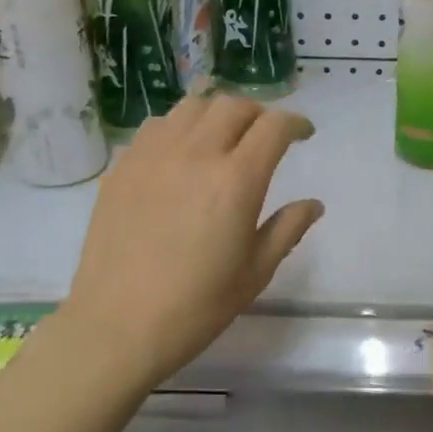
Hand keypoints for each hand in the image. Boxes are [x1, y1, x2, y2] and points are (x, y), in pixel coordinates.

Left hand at [57, 92, 322, 391]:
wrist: (118, 325)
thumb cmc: (197, 306)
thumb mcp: (256, 272)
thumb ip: (288, 229)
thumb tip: (313, 204)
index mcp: (237, 180)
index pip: (274, 126)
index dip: (295, 123)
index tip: (304, 134)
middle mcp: (196, 154)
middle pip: (234, 106)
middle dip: (259, 114)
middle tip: (266, 137)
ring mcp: (153, 156)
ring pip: (192, 106)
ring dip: (218, 113)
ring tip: (224, 136)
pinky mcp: (122, 167)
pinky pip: (156, 126)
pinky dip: (180, 126)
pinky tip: (182, 152)